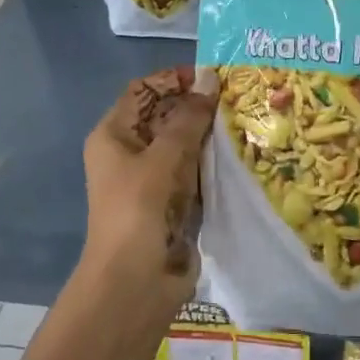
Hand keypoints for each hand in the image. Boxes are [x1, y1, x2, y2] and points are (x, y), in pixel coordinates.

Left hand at [80, 65, 217, 310]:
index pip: (142, 92)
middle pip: (164, 116)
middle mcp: (131, 152)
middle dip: (196, 105)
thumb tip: (209, 79)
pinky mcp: (174, 202)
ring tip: (246, 118)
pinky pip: (195, 171)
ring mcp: (153, 179)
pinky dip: (213, 162)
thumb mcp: (162, 159)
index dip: (172, 79)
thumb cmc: (137, 212)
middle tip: (238, 96)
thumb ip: (187, 119)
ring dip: (209, 134)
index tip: (210, 76)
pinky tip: (241, 152)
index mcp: (113, 136)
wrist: (134, 283)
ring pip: (183, 144)